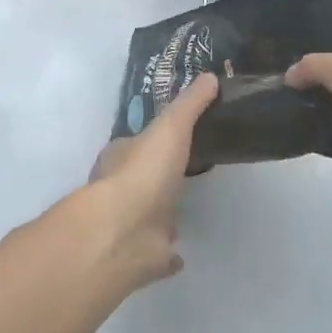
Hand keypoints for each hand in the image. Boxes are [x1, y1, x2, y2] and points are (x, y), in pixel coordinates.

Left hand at [74, 72, 218, 288]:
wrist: (123, 232)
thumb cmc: (143, 172)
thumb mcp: (170, 127)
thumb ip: (190, 104)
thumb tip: (210, 76)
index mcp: (121, 158)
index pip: (135, 144)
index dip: (152, 139)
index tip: (173, 136)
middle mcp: (121, 191)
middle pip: (141, 179)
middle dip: (157, 177)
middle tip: (183, 171)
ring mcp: (131, 225)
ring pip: (148, 216)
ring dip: (161, 214)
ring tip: (184, 209)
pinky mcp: (143, 255)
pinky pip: (158, 253)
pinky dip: (167, 254)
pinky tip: (180, 253)